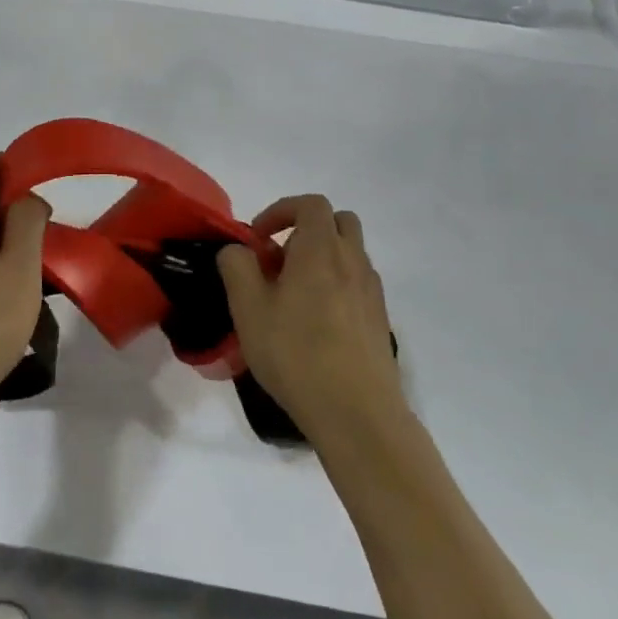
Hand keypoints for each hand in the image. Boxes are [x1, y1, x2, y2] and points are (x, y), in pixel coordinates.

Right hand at [218, 195, 403, 442]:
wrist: (358, 414)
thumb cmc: (296, 354)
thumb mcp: (249, 308)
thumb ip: (237, 267)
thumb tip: (238, 250)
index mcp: (321, 249)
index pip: (310, 204)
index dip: (281, 210)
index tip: (257, 238)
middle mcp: (352, 260)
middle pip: (338, 222)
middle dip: (306, 229)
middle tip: (279, 260)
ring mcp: (371, 291)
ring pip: (350, 253)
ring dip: (322, 257)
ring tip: (293, 295)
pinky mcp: (380, 319)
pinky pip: (357, 283)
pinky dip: (336, 284)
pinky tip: (315, 322)